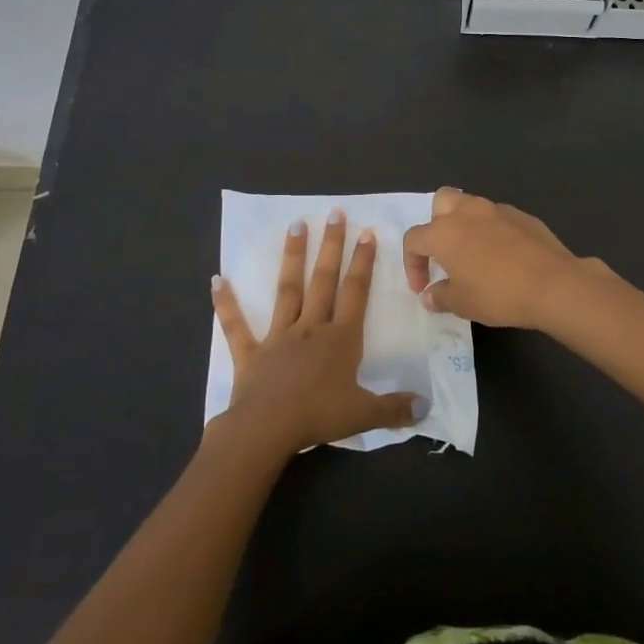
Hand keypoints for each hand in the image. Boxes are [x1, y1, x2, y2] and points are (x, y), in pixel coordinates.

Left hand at [210, 210, 419, 458]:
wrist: (267, 429)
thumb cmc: (318, 417)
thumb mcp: (364, 414)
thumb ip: (395, 408)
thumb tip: (426, 405)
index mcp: (340, 339)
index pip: (355, 292)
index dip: (363, 263)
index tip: (366, 233)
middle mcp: (311, 328)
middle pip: (324, 280)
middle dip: (331, 246)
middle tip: (335, 213)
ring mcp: (278, 337)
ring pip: (288, 290)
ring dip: (292, 257)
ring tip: (295, 225)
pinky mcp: (251, 353)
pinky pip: (237, 326)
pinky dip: (226, 304)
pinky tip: (217, 280)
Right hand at [402, 188, 614, 329]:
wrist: (553, 284)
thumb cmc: (498, 294)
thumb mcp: (462, 304)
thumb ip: (440, 296)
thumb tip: (430, 294)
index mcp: (444, 232)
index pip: (414, 239)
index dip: (412, 263)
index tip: (423, 287)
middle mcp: (467, 212)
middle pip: (441, 203)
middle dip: (436, 224)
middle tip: (445, 254)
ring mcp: (497, 210)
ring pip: (471, 206)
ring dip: (466, 226)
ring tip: (474, 255)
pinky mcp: (523, 216)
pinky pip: (498, 218)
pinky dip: (493, 231)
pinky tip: (504, 256)